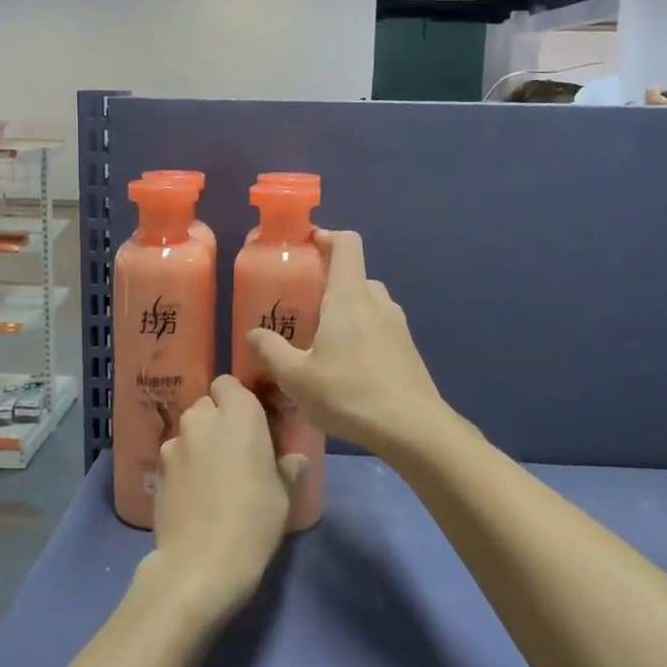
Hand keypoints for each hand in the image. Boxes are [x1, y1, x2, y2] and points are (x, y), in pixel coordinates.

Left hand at [141, 375, 306, 621]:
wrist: (200, 565)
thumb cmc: (253, 521)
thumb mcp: (283, 495)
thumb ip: (286, 468)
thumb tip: (293, 460)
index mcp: (238, 413)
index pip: (229, 383)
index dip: (238, 400)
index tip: (251, 424)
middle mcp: (202, 418)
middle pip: (207, 405)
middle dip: (218, 421)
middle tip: (234, 452)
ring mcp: (174, 443)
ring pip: (188, 431)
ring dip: (199, 443)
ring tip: (211, 477)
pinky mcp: (156, 470)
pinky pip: (174, 456)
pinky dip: (183, 466)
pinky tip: (193, 495)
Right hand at [246, 230, 451, 459]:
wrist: (413, 428)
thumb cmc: (349, 393)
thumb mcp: (297, 377)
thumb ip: (271, 351)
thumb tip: (254, 334)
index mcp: (350, 296)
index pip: (346, 244)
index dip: (326, 237)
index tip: (305, 246)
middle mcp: (377, 302)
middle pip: (354, 275)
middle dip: (329, 284)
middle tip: (303, 307)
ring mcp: (398, 326)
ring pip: (368, 304)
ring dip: (346, 312)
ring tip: (322, 341)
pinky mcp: (408, 350)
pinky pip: (380, 329)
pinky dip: (362, 335)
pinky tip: (346, 368)